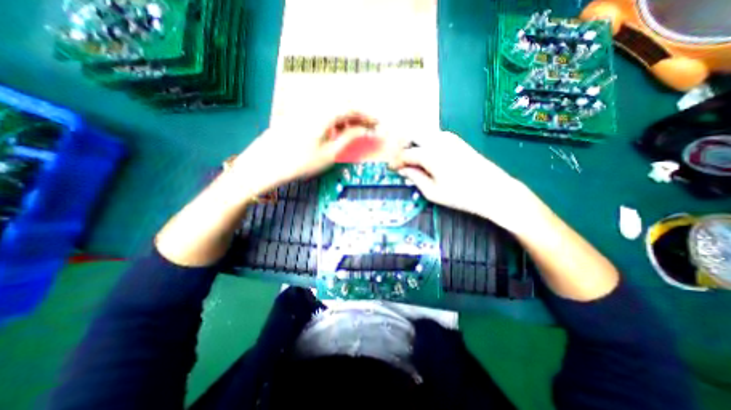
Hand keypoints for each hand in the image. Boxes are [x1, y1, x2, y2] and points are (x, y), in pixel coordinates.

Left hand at [227, 111, 376, 199]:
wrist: (264, 166)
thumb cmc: (300, 162)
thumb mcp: (329, 153)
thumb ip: (348, 138)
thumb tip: (363, 130)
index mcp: (324, 114)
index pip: (351, 108)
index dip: (366, 115)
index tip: (376, 123)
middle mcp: (313, 107)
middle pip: (341, 106)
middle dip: (356, 117)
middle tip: (365, 130)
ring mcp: (302, 111)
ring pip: (329, 110)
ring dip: (343, 119)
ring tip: (350, 134)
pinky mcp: (295, 117)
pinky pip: (318, 115)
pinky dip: (330, 122)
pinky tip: (331, 134)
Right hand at [388, 131, 541, 233]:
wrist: (495, 191)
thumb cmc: (461, 195)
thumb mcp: (432, 192)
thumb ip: (415, 178)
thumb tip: (403, 170)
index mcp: (429, 154)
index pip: (405, 154)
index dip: (395, 161)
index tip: (391, 168)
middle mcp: (438, 140)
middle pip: (413, 135)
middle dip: (403, 146)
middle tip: (399, 161)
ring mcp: (449, 138)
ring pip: (424, 134)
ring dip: (414, 144)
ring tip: (411, 160)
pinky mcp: (457, 141)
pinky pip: (435, 137)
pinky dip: (426, 144)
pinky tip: (427, 157)